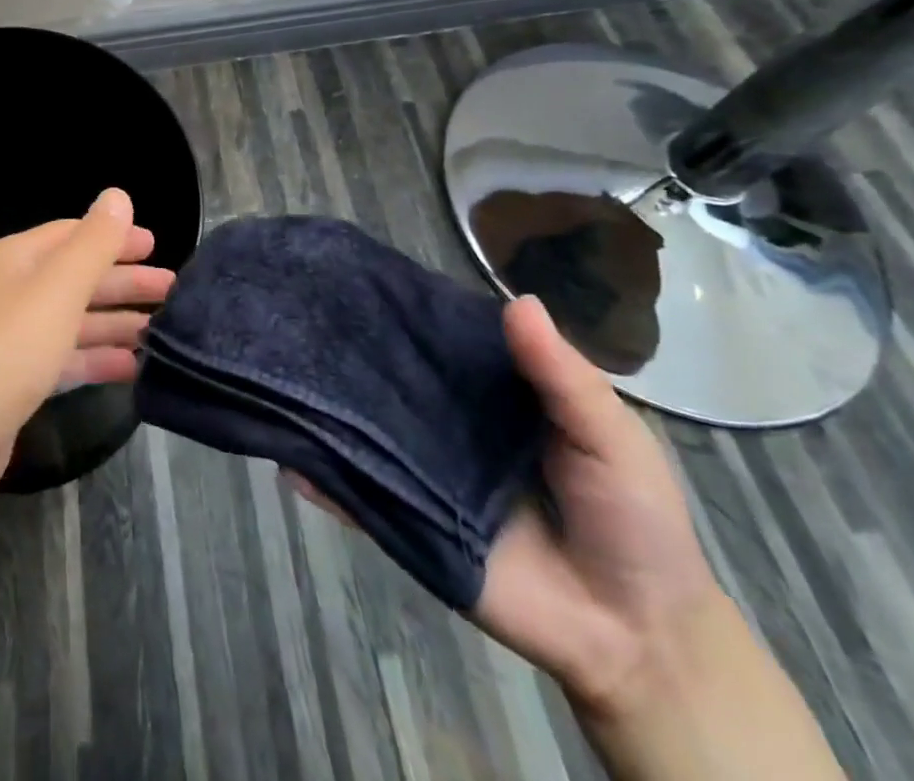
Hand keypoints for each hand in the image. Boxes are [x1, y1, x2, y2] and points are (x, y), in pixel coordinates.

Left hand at [0, 188, 172, 524]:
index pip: (71, 235)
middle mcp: (9, 293)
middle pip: (75, 278)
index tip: (157, 246)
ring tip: (163, 331)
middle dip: (123, 282)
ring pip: (72, 321)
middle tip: (173, 292)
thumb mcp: (54, 291)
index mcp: (14, 260)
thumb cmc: (0, 354)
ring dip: (115, 322)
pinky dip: (96, 359)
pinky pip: (63, 360)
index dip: (114, 237)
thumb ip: (92, 244)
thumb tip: (117, 195)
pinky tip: (132, 368)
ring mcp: (8, 341)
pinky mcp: (12, 384)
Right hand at [287, 294, 720, 714]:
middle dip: (350, 352)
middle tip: (298, 315)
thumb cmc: (632, 518)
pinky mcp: (410, 524)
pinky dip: (322, 482)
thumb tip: (518, 299)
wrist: (635, 637)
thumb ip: (562, 376)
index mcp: (489, 392)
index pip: (436, 341)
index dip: (404, 312)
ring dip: (328, 410)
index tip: (356, 276)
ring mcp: (421, 473)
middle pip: (391, 381)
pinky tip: (286, 457)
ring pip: (367, 433)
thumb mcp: (612, 436)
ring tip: (278, 371)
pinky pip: (359, 499)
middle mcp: (444, 423)